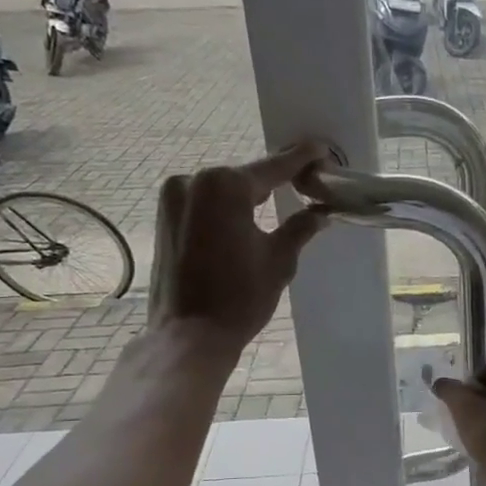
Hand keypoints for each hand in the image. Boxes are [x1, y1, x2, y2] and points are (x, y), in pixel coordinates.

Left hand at [146, 143, 329, 357]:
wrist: (188, 336)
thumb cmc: (240, 297)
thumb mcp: (279, 260)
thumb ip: (300, 228)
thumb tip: (320, 211)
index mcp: (225, 185)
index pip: (273, 167)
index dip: (301, 160)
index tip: (321, 150)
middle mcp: (193, 181)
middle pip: (246, 178)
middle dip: (275, 181)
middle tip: (306, 185)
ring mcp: (173, 198)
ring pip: (223, 191)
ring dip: (249, 197)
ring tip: (278, 205)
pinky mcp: (164, 218)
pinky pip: (205, 204)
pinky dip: (227, 209)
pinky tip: (246, 221)